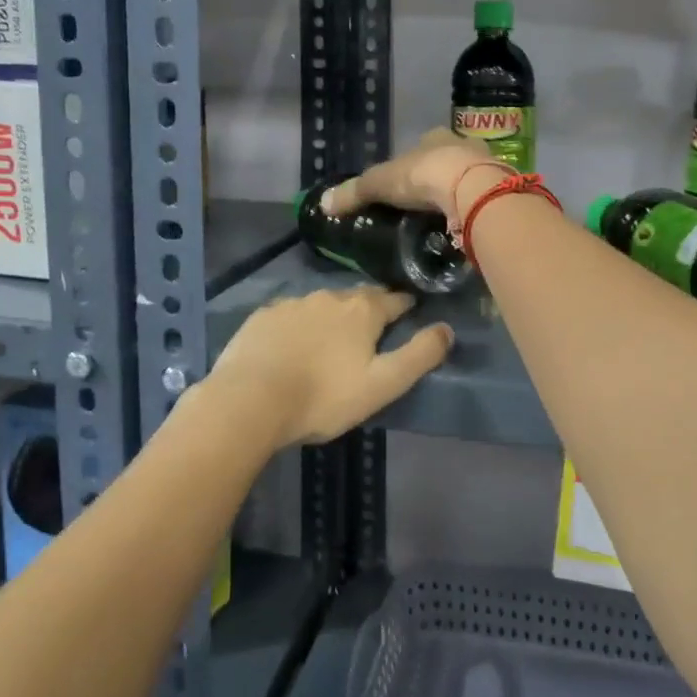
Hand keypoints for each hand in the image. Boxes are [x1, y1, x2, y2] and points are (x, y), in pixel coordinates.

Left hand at [204, 287, 453, 448]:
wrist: (250, 400)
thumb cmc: (324, 396)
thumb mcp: (383, 384)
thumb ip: (419, 356)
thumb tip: (447, 329)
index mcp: (362, 310)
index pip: (394, 299)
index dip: (406, 305)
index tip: (411, 311)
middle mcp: (329, 297)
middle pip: (358, 298)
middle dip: (369, 309)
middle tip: (372, 330)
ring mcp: (292, 303)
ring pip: (322, 305)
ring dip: (332, 317)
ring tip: (331, 340)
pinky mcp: (262, 316)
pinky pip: (290, 315)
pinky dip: (299, 325)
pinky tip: (293, 344)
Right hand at [320, 130, 503, 226]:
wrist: (472, 188)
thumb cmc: (423, 175)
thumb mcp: (380, 182)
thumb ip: (354, 193)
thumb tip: (323, 203)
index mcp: (434, 138)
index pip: (422, 146)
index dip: (413, 163)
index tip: (406, 182)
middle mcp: (463, 145)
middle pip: (448, 160)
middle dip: (439, 177)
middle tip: (426, 203)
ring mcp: (487, 166)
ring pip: (470, 177)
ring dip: (460, 193)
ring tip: (447, 217)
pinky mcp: (502, 189)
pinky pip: (485, 198)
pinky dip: (475, 209)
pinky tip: (467, 224)